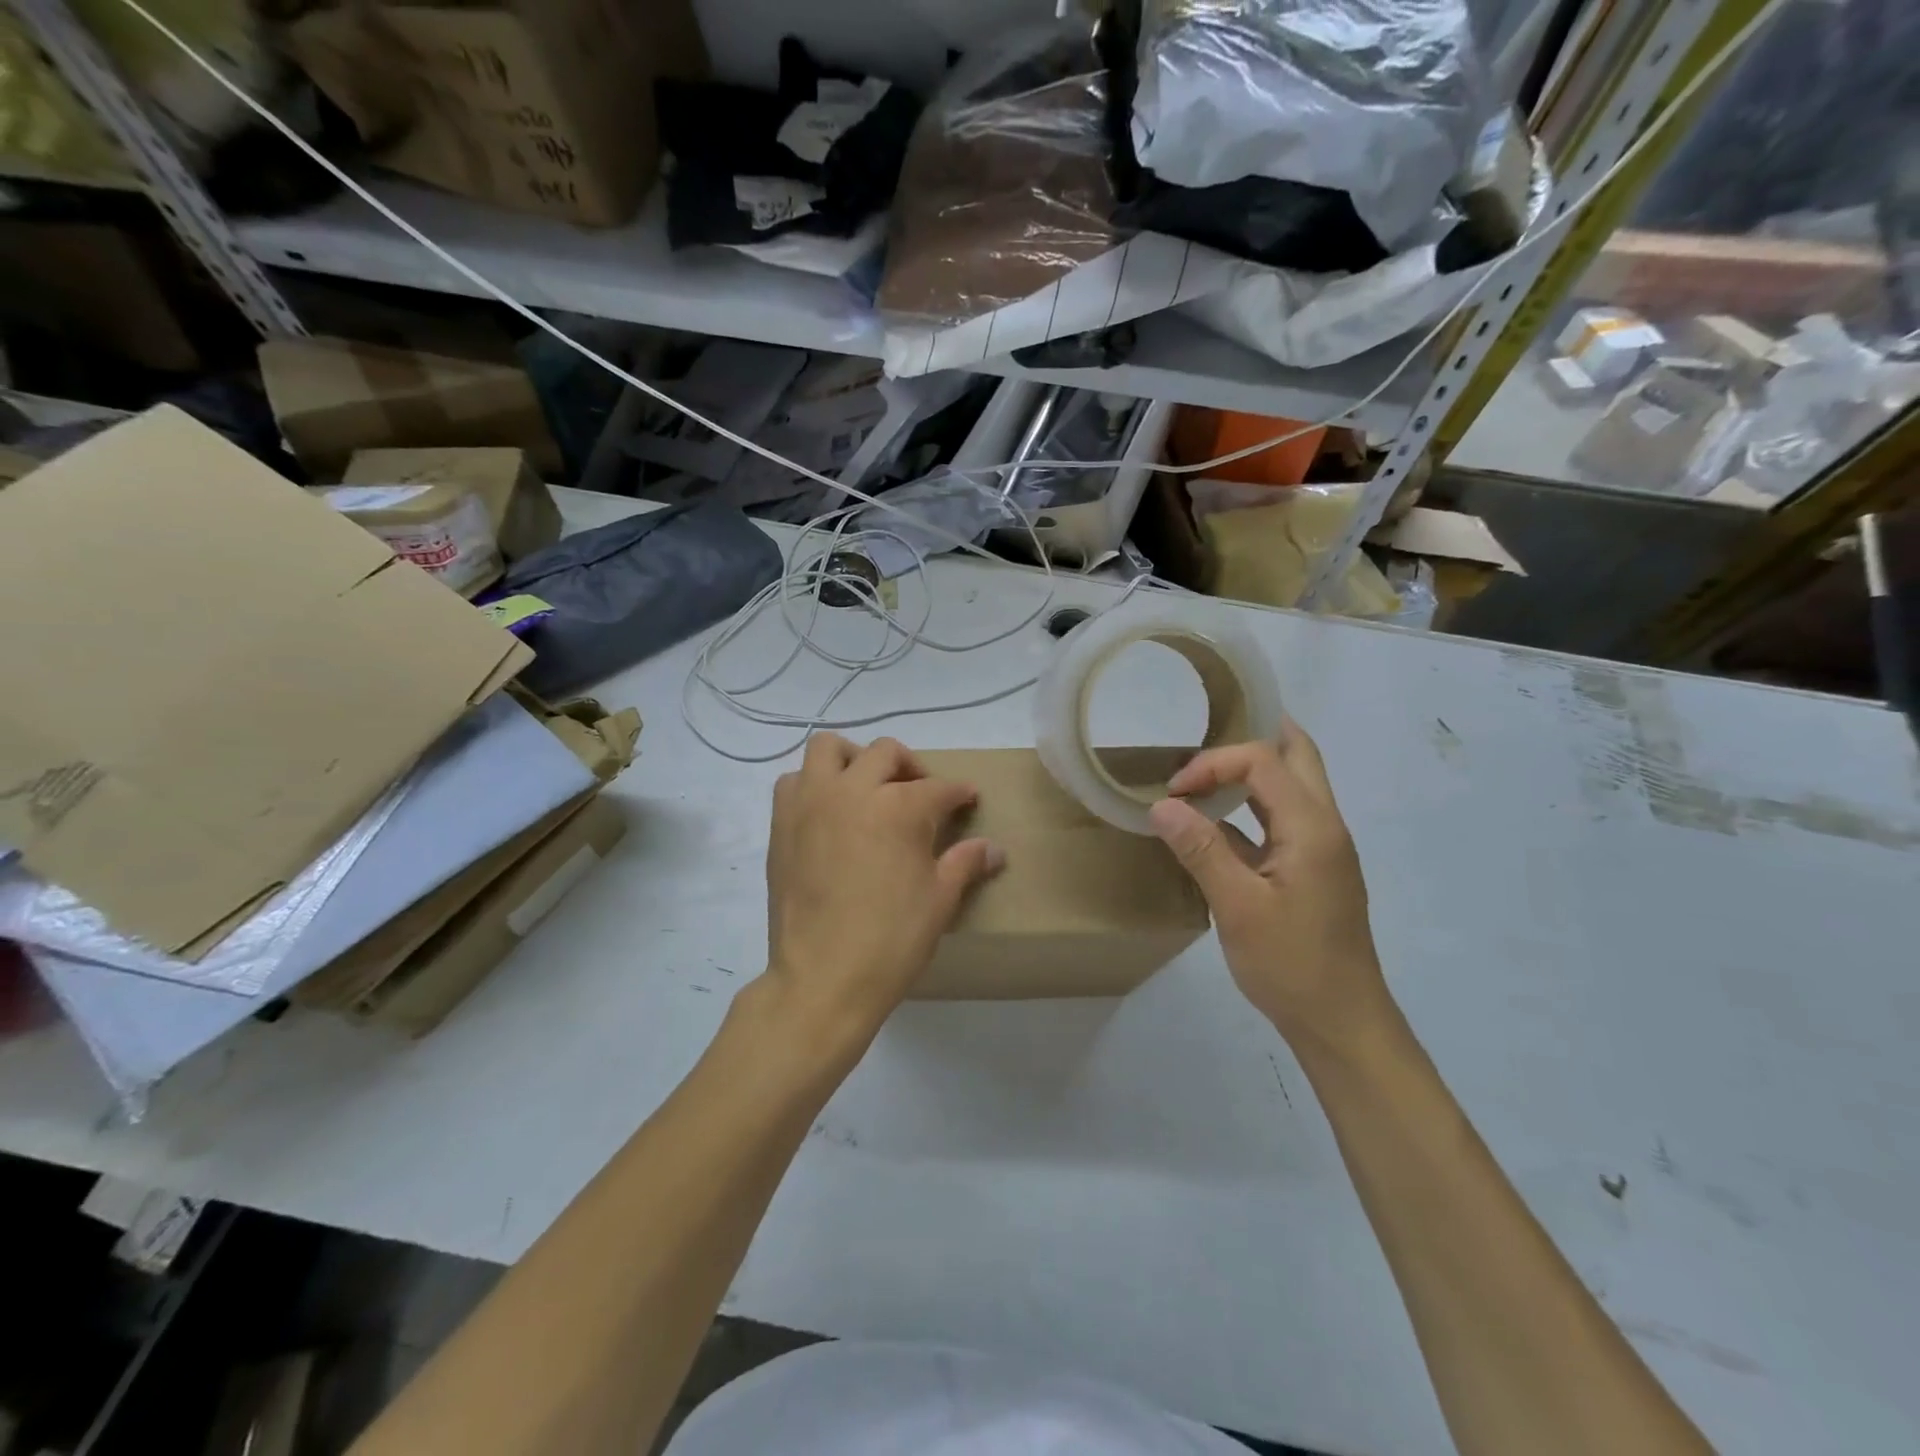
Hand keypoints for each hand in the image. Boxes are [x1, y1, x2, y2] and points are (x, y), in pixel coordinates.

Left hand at [763, 734, 1002, 1046]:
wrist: (822, 978)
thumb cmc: (891, 940)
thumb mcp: (940, 900)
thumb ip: (966, 863)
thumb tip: (995, 849)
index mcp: (898, 807)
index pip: (938, 788)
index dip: (958, 793)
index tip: (968, 798)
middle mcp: (853, 790)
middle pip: (886, 753)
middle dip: (911, 766)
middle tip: (921, 793)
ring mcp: (811, 803)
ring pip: (829, 749)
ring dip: (854, 759)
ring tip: (867, 788)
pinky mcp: (782, 823)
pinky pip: (795, 781)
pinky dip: (814, 783)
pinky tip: (829, 812)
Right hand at [1148, 724, 1391, 1051]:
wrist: (1341, 1022)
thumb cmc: (1291, 964)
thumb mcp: (1238, 907)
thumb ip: (1201, 850)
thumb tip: (1162, 805)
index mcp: (1312, 827)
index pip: (1263, 761)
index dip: (1213, 764)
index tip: (1173, 793)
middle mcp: (1324, 826)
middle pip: (1296, 756)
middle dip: (1251, 738)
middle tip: (1203, 741)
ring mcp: (1321, 848)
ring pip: (1291, 786)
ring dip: (1250, 773)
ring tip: (1202, 775)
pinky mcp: (1312, 870)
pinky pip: (1280, 820)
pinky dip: (1248, 809)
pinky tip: (1213, 827)